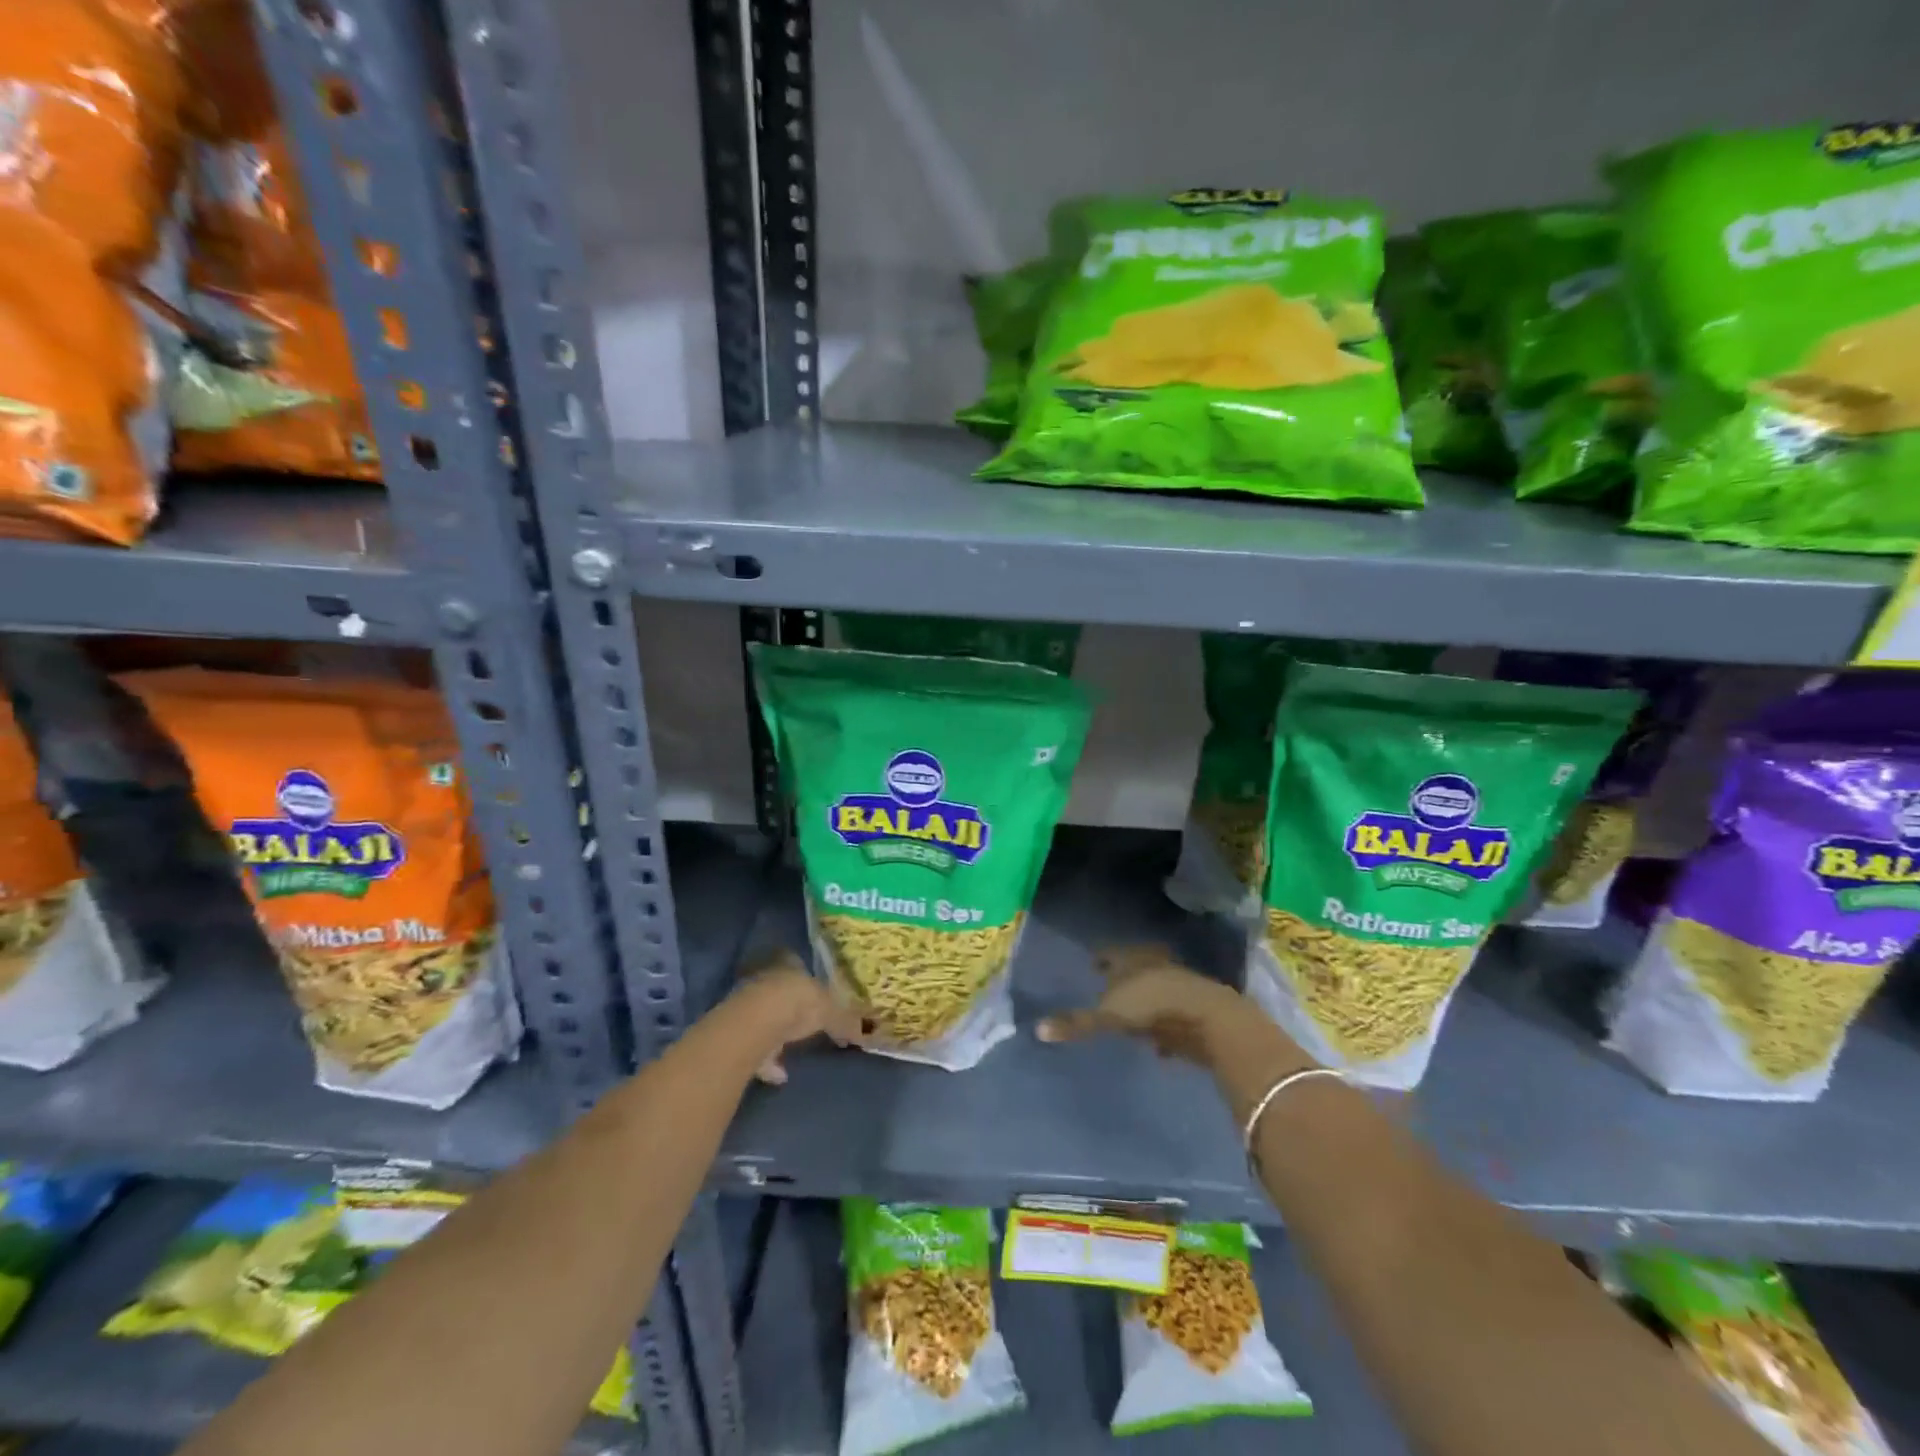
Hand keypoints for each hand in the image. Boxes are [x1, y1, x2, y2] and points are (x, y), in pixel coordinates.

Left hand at [728, 949, 865, 1083]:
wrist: (757, 1023)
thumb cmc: (799, 1003)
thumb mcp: (831, 1011)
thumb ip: (845, 1021)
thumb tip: (865, 1032)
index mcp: (789, 966)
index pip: (796, 964)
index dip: (805, 979)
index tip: (814, 992)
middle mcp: (766, 980)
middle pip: (779, 992)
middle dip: (790, 1007)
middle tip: (804, 1022)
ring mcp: (748, 1006)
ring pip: (764, 1019)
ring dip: (776, 1036)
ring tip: (790, 1053)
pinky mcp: (737, 1034)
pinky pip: (756, 1048)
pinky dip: (768, 1062)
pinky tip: (780, 1076)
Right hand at [1036, 944, 1254, 1066]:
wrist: (1208, 1018)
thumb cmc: (1152, 1007)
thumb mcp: (1109, 1016)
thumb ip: (1077, 1023)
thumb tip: (1037, 1029)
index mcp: (1131, 959)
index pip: (1111, 953)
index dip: (1101, 958)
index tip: (1092, 963)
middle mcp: (1155, 965)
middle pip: (1135, 968)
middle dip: (1124, 977)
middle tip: (1110, 984)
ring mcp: (1179, 985)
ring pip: (1156, 989)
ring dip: (1146, 1001)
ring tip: (1132, 1013)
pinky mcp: (1196, 1010)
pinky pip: (1173, 1016)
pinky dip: (1164, 1027)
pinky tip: (1159, 1044)